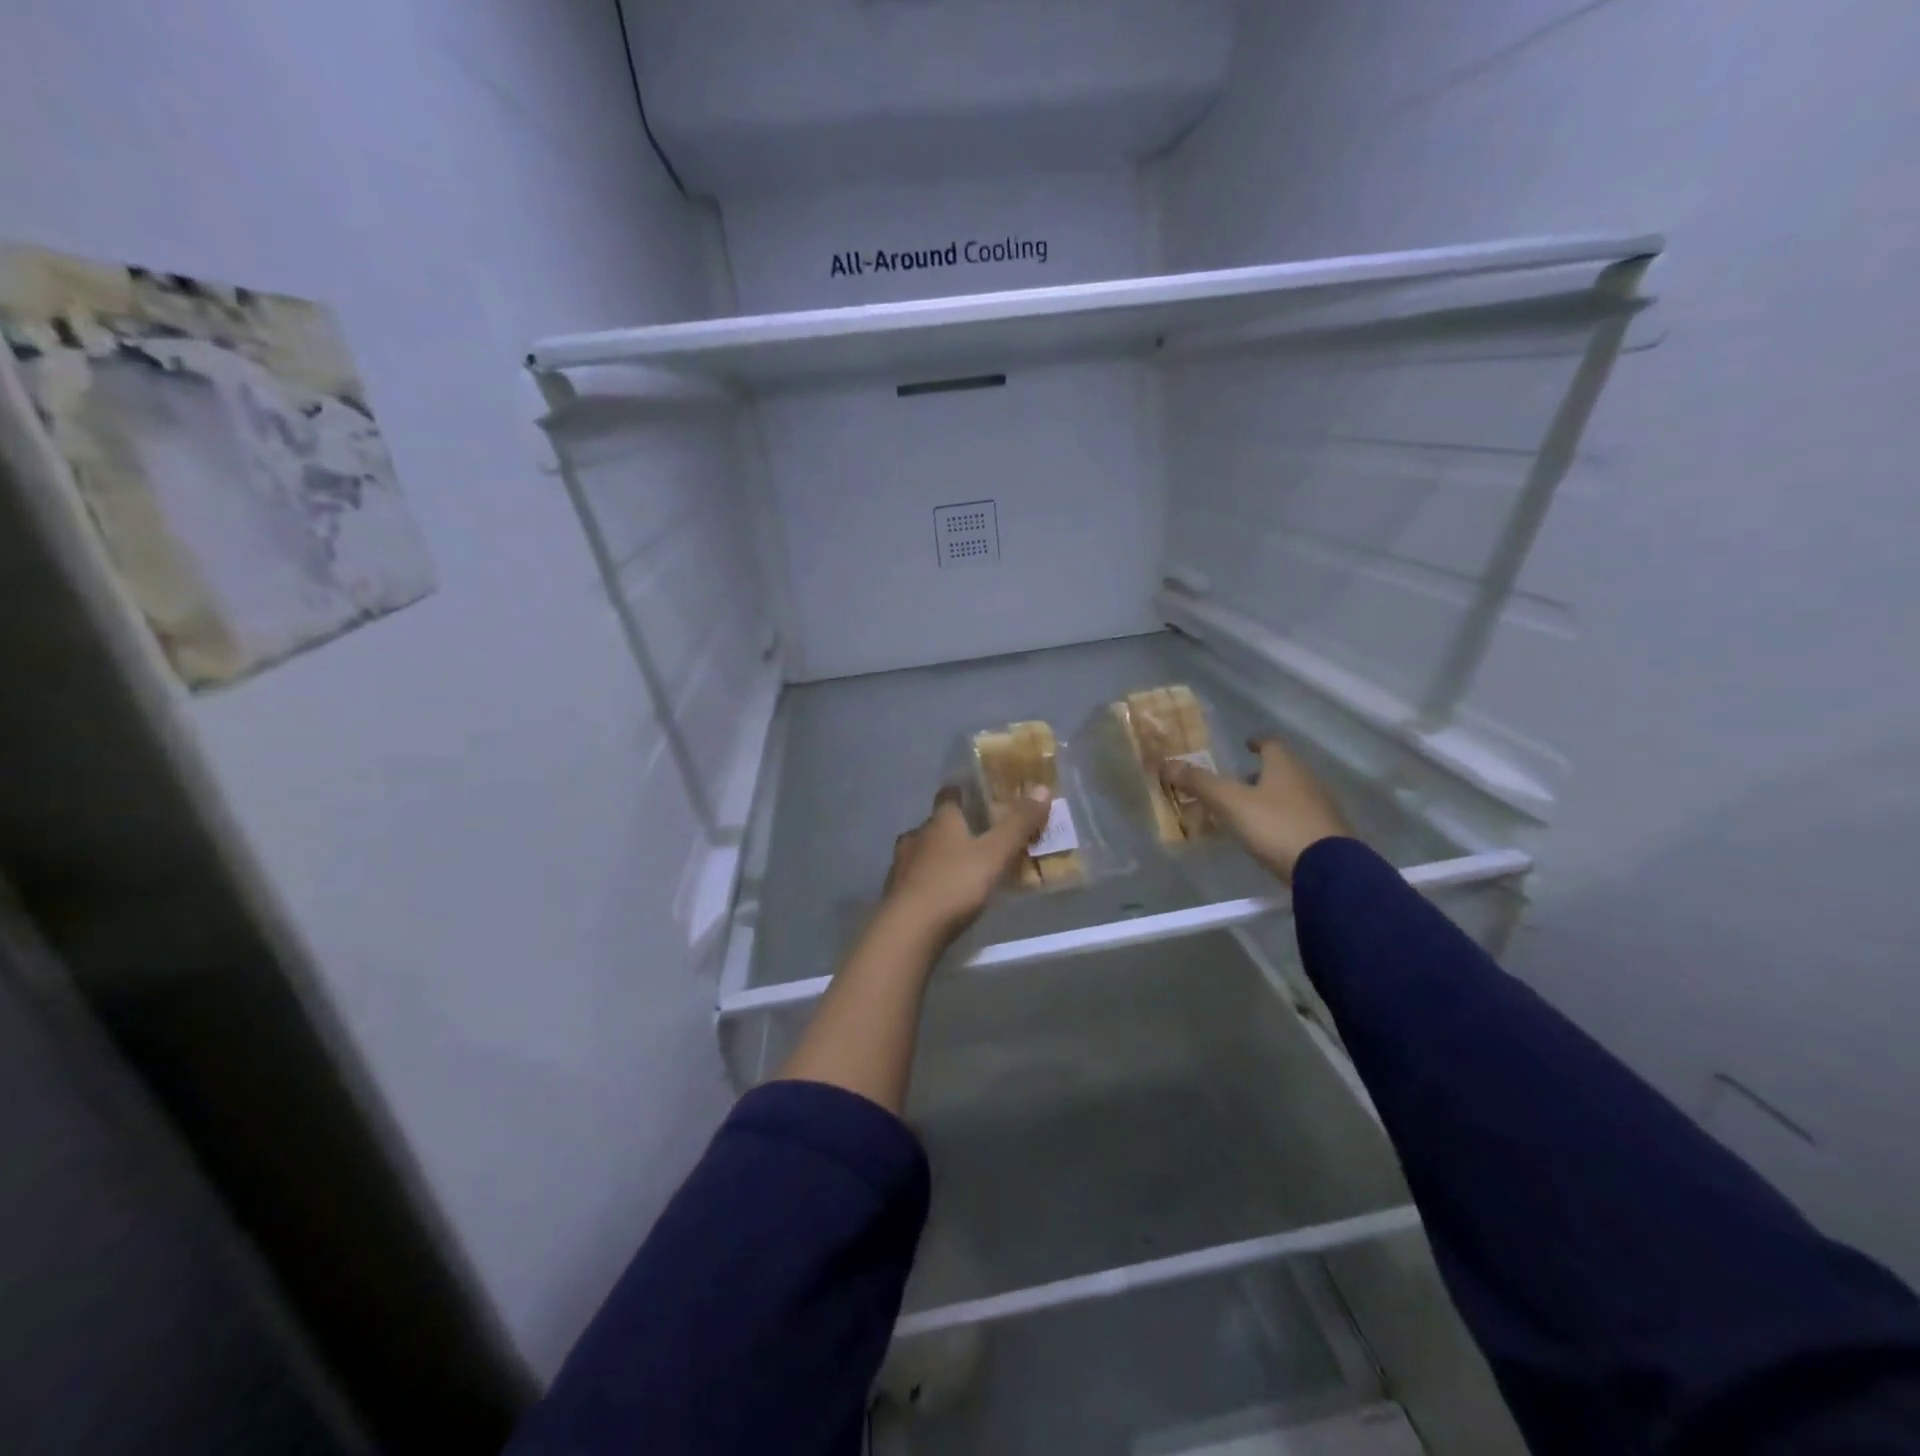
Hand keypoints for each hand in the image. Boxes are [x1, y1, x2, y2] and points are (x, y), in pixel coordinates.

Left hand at [879, 787, 1050, 943]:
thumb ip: (1018, 824)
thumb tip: (1042, 788)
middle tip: (978, 837)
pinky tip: (943, 895)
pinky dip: (930, 881)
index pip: (948, 794)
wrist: (908, 931)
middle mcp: (916, 836)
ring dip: (939, 856)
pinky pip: (915, 879)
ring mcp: (900, 866)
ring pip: (922, 852)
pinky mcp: (895, 894)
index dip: (962, 792)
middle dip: (954, 828)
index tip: (977, 794)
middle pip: (935, 824)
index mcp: (939, 821)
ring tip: (962, 868)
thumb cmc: (954, 885)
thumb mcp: (995, 854)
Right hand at [1158, 736, 1351, 882]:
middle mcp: (1308, 781)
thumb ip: (1201, 783)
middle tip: (1239, 780)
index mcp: (1286, 767)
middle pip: (1284, 769)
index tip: (1246, 744)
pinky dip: (1284, 819)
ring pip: (1294, 793)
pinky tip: (1271, 835)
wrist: (1329, 870)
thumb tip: (1166, 763)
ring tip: (1250, 809)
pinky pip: (1302, 818)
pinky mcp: (1329, 835)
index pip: (1272, 743)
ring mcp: (1322, 808)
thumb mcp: (1232, 803)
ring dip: (1273, 796)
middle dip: (1262, 772)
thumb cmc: (1277, 826)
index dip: (1257, 742)